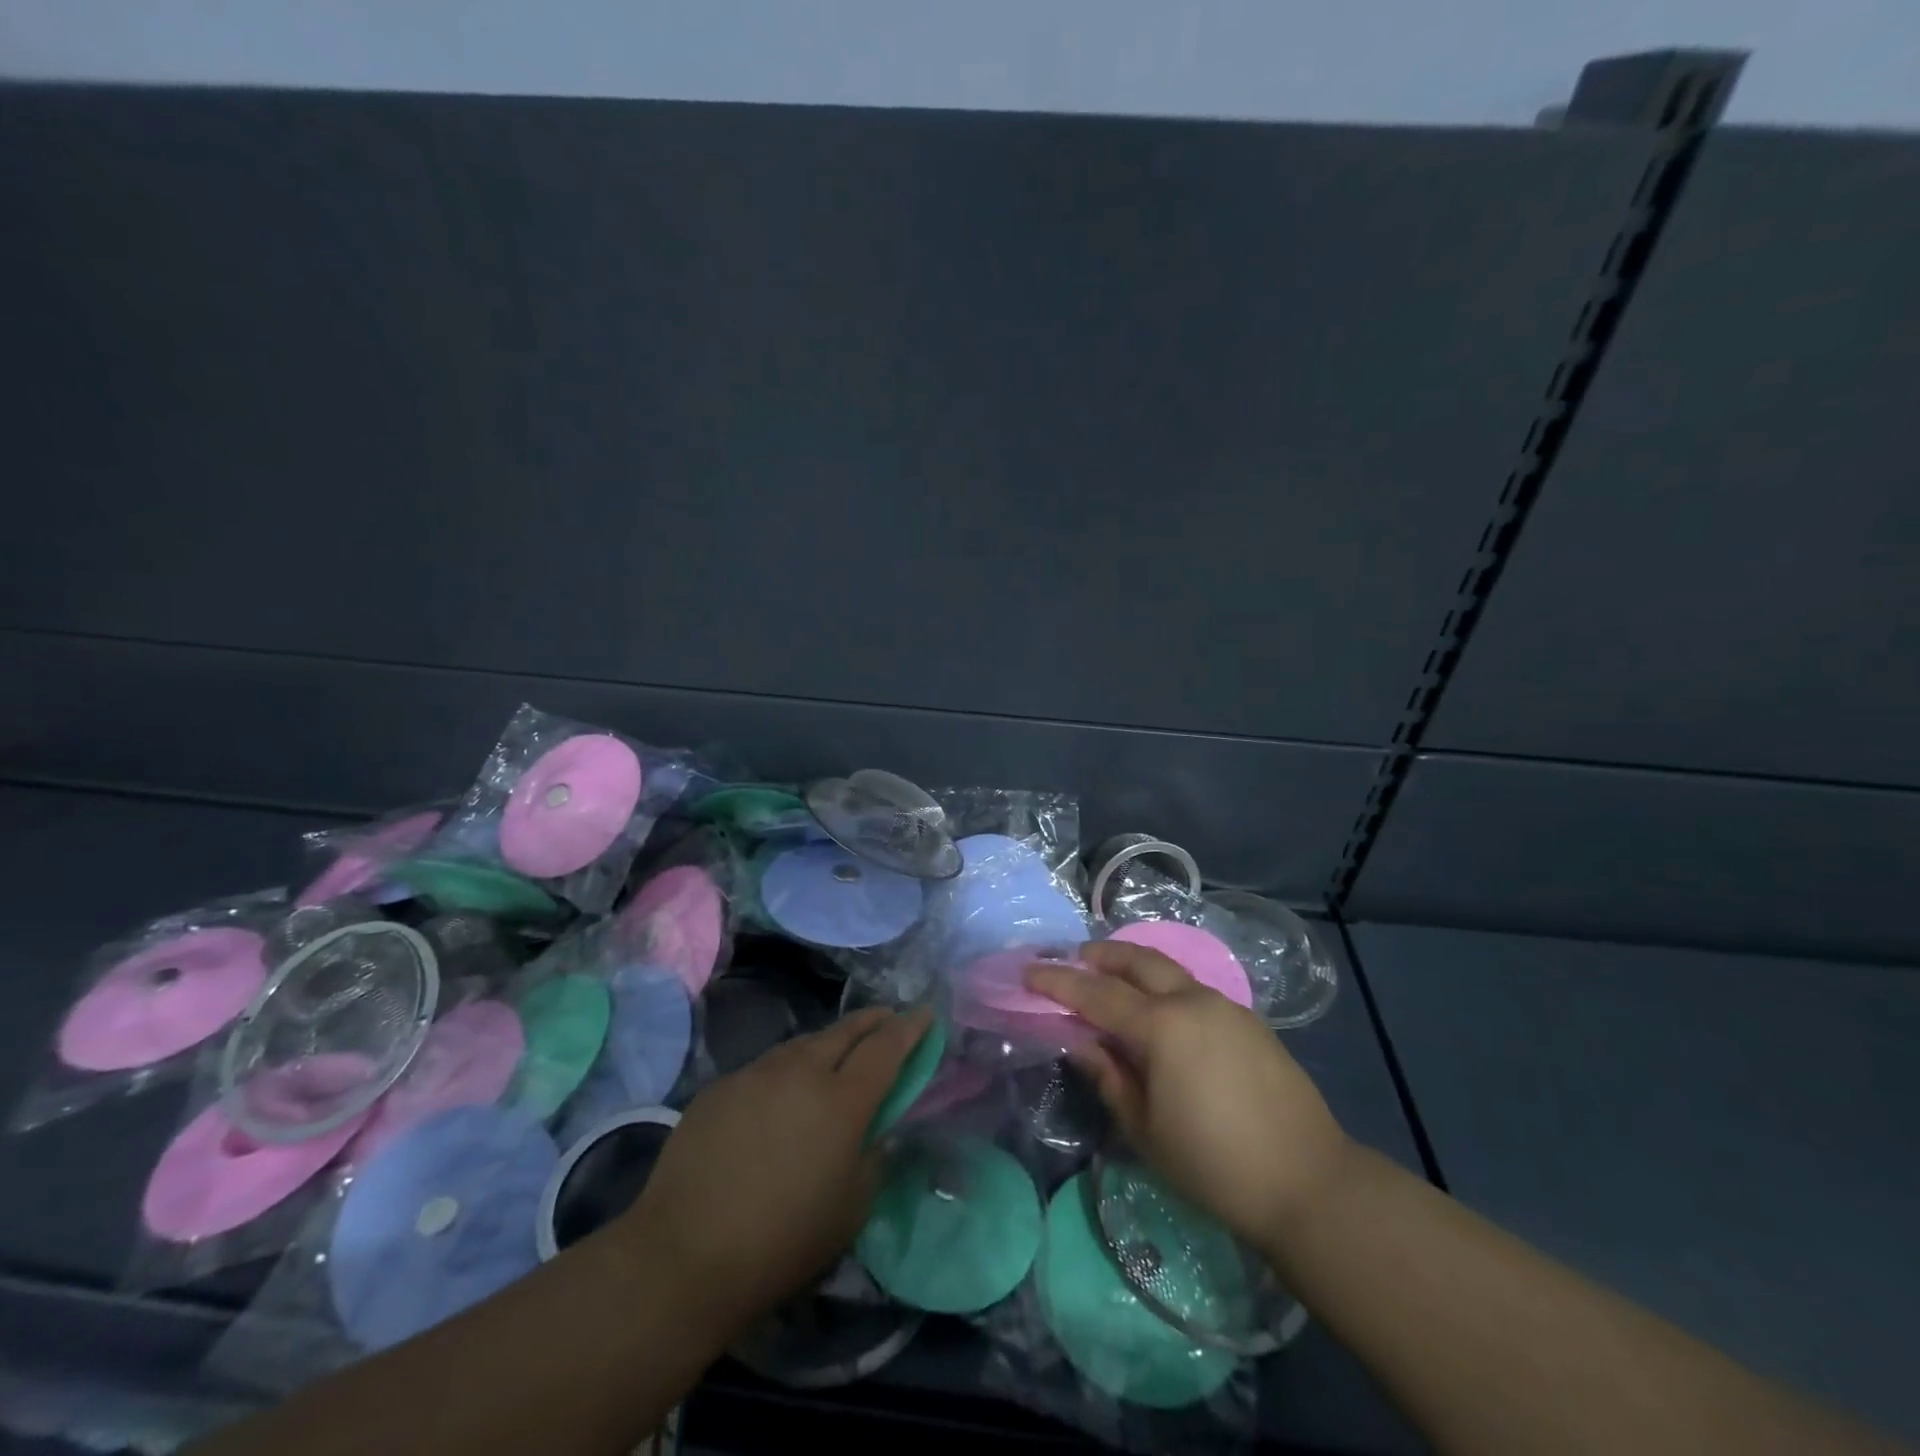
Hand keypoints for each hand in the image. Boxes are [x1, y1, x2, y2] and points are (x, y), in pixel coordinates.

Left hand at [612, 1006, 932, 1334]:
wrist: (683, 1255)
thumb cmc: (782, 1241)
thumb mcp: (850, 1211)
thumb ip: (874, 1160)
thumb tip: (879, 1132)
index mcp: (843, 1100)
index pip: (887, 1047)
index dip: (910, 1027)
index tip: (925, 1013)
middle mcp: (802, 1071)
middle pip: (846, 1031)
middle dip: (873, 1020)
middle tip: (888, 1018)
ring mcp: (756, 1074)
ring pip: (803, 1043)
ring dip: (828, 1042)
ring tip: (837, 1052)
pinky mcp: (720, 1086)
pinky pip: (766, 1067)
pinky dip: (787, 1070)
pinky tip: (780, 1095)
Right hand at [1027, 941, 1350, 1252]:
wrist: (1309, 1182)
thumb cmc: (1215, 1165)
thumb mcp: (1145, 1130)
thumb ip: (1109, 1077)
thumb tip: (1081, 1042)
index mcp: (1162, 1026)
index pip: (1096, 993)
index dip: (1058, 981)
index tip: (1029, 972)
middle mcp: (1193, 1001)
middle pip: (1138, 960)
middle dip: (1101, 954)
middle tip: (1074, 958)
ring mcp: (1226, 1006)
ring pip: (1169, 970)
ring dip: (1135, 966)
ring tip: (1113, 980)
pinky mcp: (1249, 1020)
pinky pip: (1194, 989)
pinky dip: (1165, 986)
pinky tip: (1160, 1012)